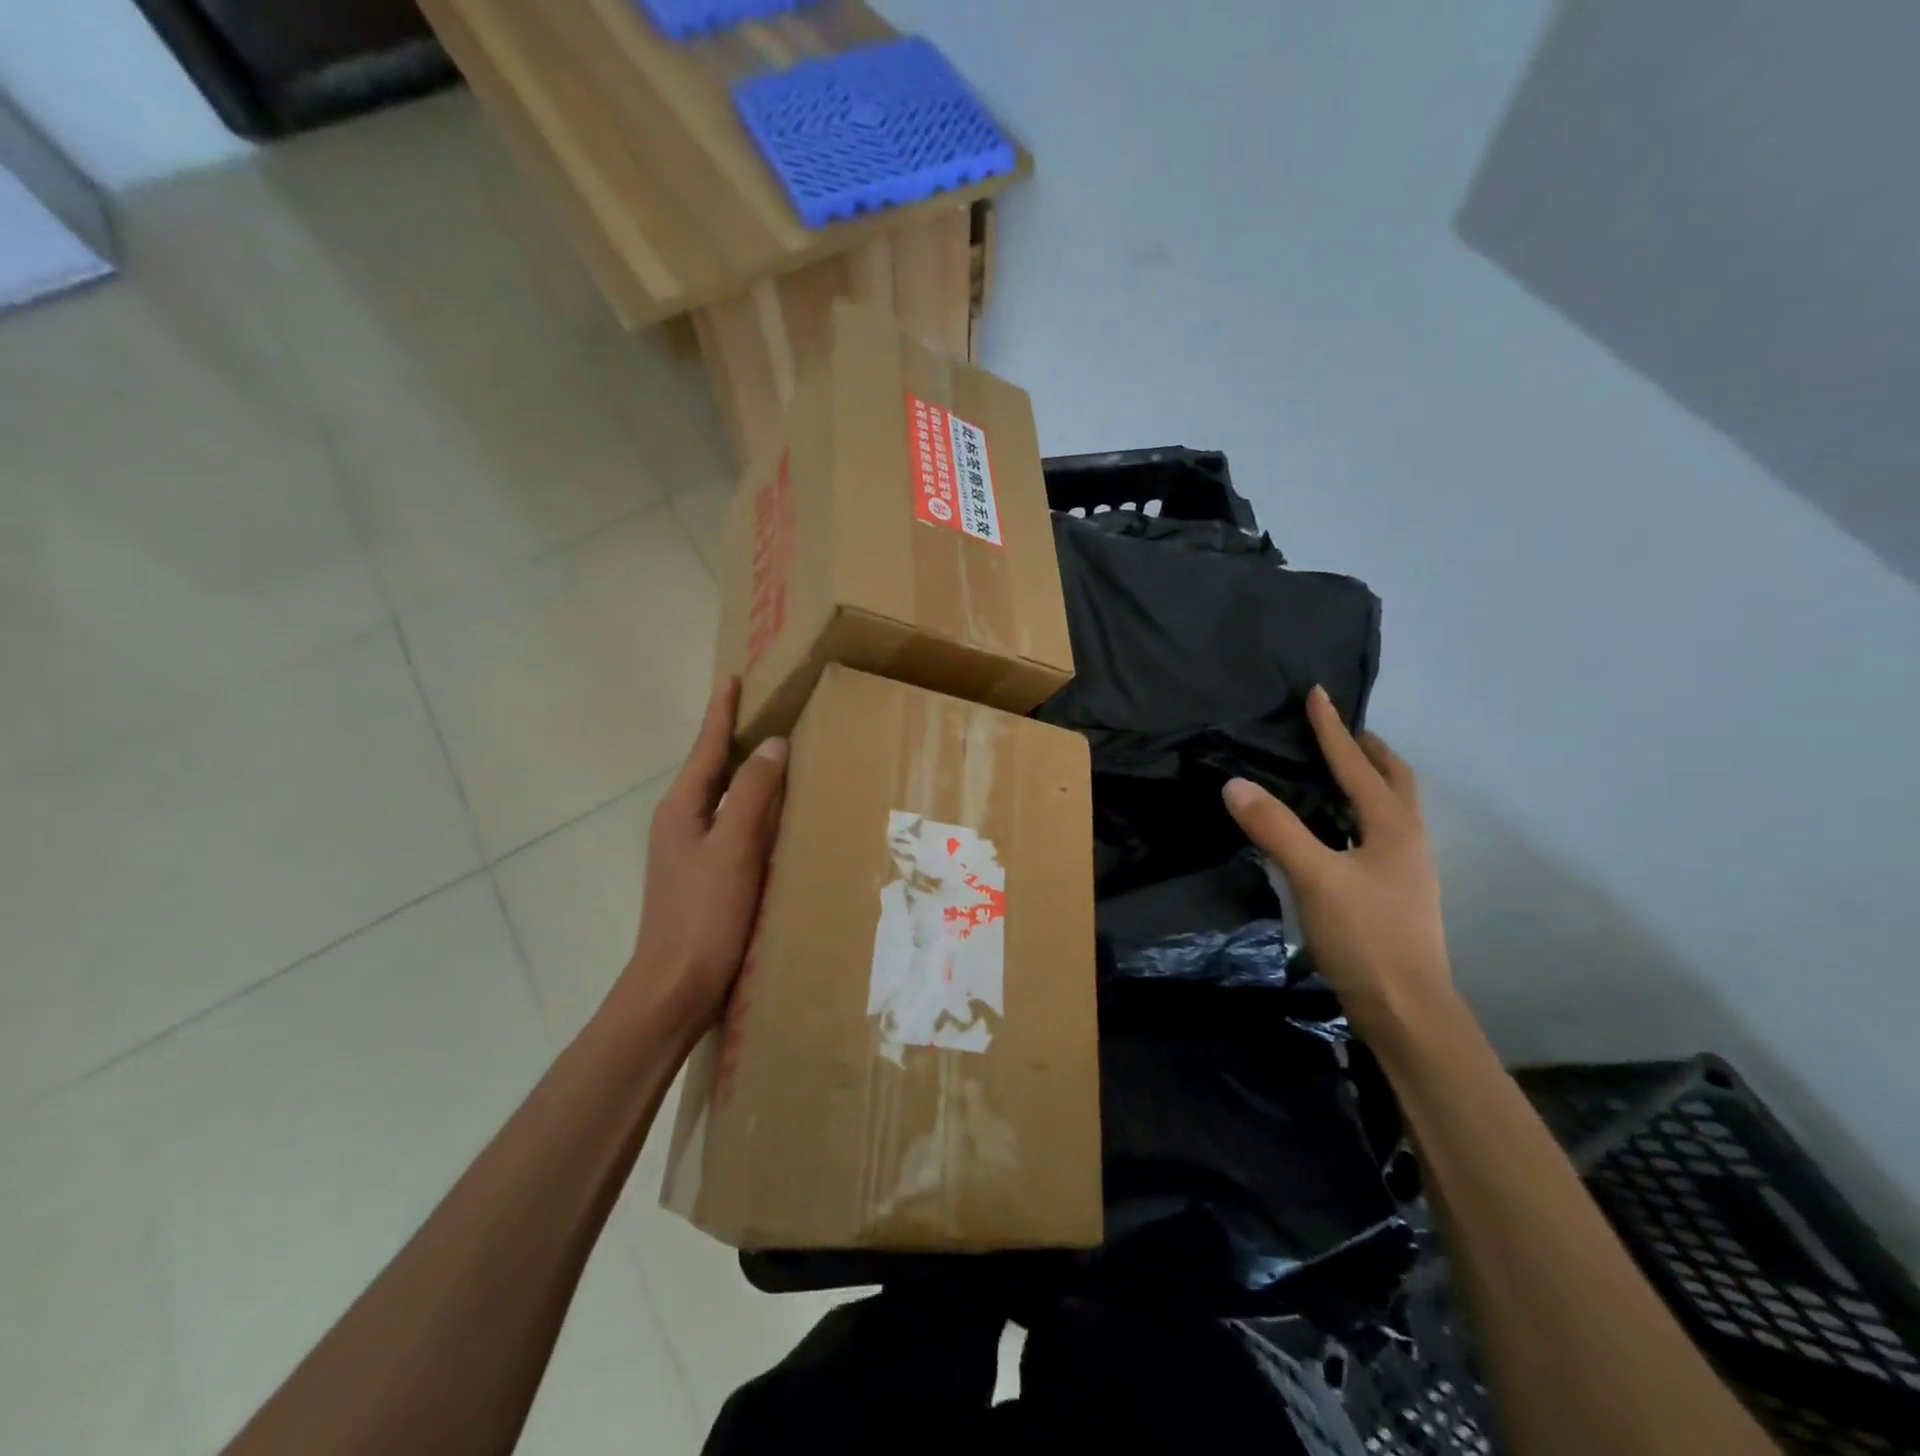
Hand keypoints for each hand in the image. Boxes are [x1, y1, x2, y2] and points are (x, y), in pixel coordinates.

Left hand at [620, 678, 787, 1031]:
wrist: (675, 987)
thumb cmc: (704, 914)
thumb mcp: (734, 848)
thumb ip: (753, 794)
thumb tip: (772, 744)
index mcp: (681, 809)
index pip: (707, 748)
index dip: (721, 712)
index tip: (732, 678)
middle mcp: (679, 823)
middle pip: (711, 769)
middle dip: (734, 738)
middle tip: (764, 709)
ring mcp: (688, 852)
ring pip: (722, 799)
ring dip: (745, 774)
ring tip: (775, 755)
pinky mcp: (703, 876)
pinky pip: (730, 827)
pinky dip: (751, 810)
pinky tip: (773, 817)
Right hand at [1222, 686, 1452, 1037]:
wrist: (1407, 1010)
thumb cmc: (1365, 937)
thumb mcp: (1315, 878)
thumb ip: (1276, 829)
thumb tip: (1235, 784)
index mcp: (1392, 827)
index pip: (1357, 765)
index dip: (1332, 729)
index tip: (1317, 694)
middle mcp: (1407, 840)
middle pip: (1394, 781)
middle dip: (1369, 751)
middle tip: (1341, 731)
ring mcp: (1406, 869)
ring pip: (1390, 808)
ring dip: (1369, 780)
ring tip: (1339, 771)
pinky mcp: (1395, 892)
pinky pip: (1378, 832)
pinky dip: (1361, 812)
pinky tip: (1337, 830)